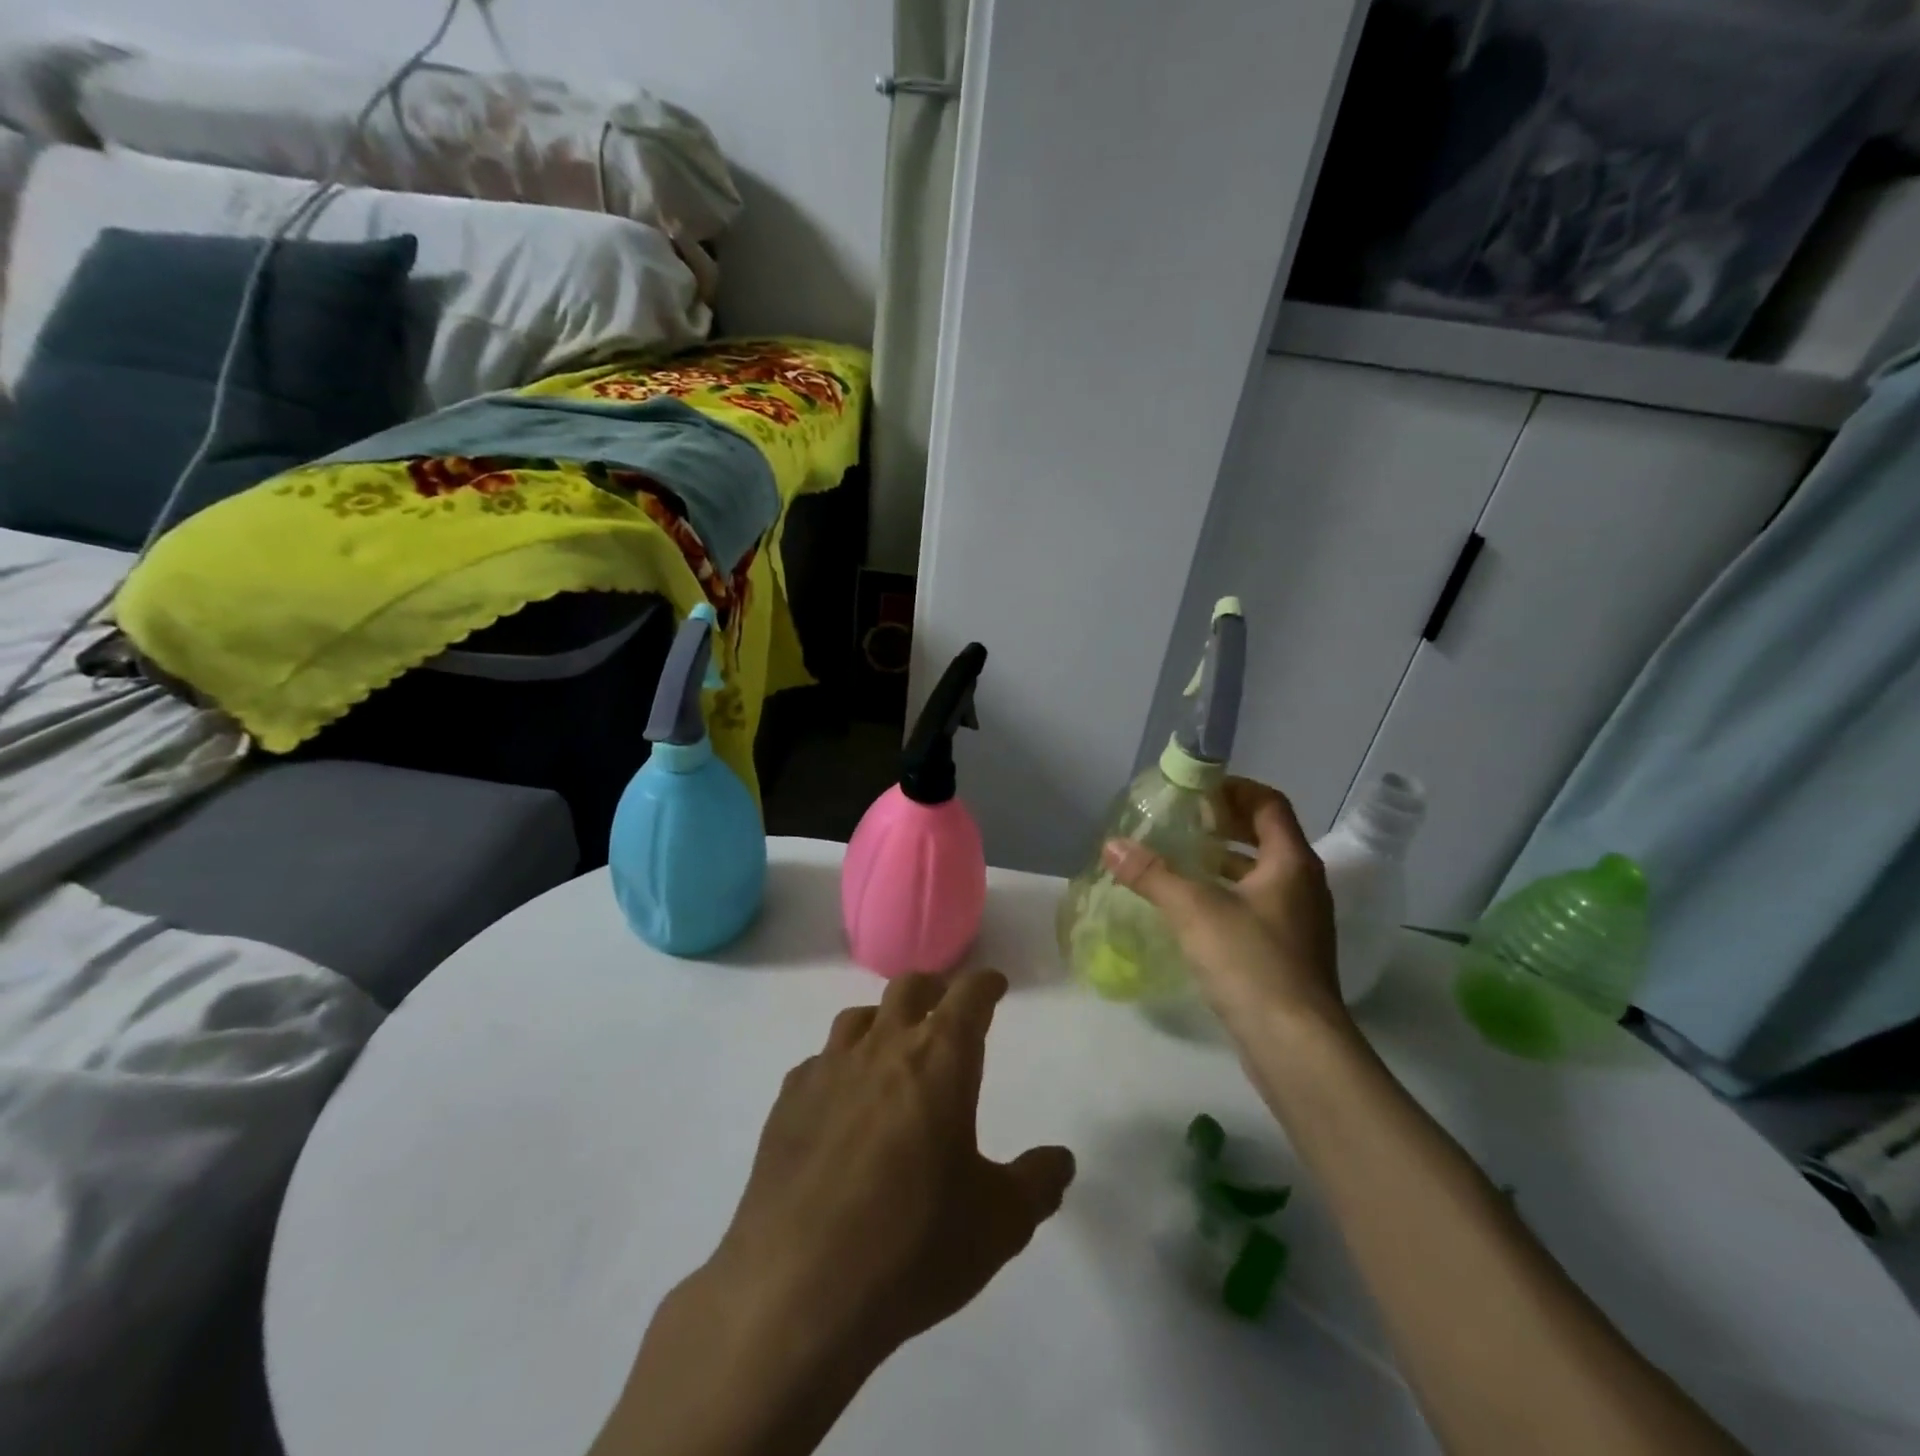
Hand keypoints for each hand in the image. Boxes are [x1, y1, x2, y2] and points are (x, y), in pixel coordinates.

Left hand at [712, 969, 1075, 1362]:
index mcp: (940, 1059)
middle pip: (909, 988)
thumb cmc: (912, 1245)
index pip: (968, 995)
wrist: (796, 1287)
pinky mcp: (787, 1100)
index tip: (994, 985)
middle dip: (933, 988)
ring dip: (882, 1020)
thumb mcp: (998, 1224)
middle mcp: (883, 1046)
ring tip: (891, 1045)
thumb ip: (1036, 1184)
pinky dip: (839, 1066)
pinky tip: (839, 1100)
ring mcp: (829, 1069)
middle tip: (945, 1003)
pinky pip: (819, 1062)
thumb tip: (1061, 1160)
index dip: (985, 985)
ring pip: (859, 1017)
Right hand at [1103, 776, 1346, 1034]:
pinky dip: (1227, 894)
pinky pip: (1256, 906)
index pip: (1269, 803)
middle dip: (1224, 824)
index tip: (1196, 791)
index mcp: (1291, 862)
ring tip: (1180, 861)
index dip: (1234, 789)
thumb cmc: (1251, 962)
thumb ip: (1152, 874)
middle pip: (1266, 836)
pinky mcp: (1287, 953)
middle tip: (1182, 822)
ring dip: (1224, 861)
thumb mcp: (1194, 910)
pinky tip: (1192, 910)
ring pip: (1260, 874)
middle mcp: (1302, 885)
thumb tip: (1111, 845)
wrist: (1295, 1046)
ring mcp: (1298, 922)